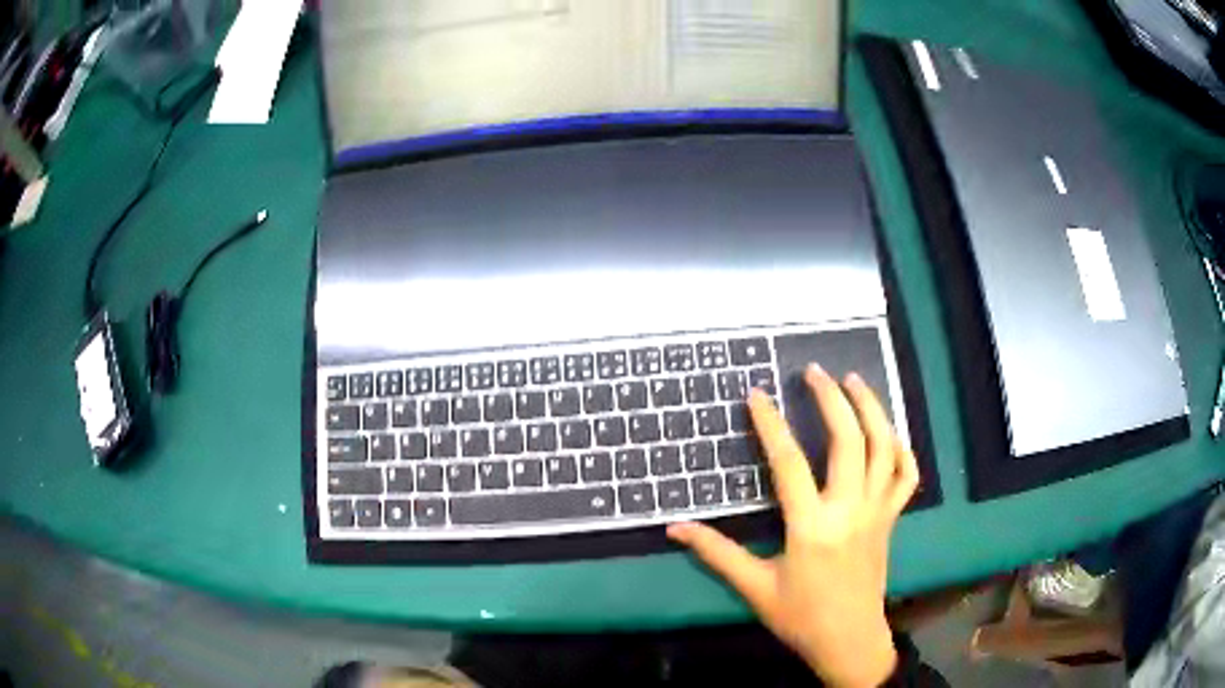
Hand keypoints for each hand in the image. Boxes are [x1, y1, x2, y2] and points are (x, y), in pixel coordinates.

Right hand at [667, 364, 918, 687]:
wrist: (849, 639)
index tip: (757, 394)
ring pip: (885, 448)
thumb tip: (675, 528)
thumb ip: (716, 553)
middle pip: (848, 440)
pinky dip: (901, 448)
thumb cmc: (800, 616)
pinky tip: (888, 432)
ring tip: (854, 381)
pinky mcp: (891, 518)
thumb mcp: (754, 587)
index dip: (771, 424)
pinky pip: (906, 475)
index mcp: (812, 526)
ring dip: (872, 409)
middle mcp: (850, 509)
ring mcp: (877, 511)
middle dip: (832, 399)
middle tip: (814, 371)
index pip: (789, 462)